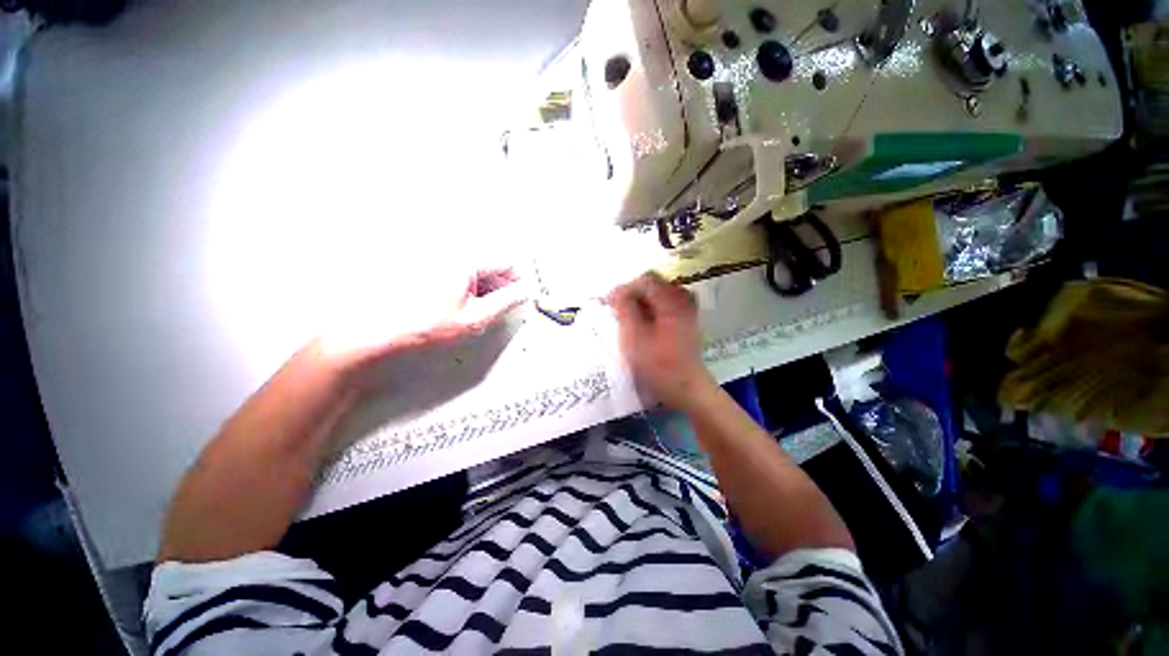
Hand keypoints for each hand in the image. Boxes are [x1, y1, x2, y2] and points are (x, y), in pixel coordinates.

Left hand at [317, 267, 527, 376]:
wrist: (378, 331)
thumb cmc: (422, 324)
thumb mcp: (475, 317)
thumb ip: (506, 302)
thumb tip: (523, 293)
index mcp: (466, 259)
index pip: (507, 262)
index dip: (519, 280)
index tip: (521, 295)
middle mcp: (451, 251)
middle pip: (491, 262)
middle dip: (502, 283)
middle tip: (503, 304)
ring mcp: (437, 258)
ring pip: (475, 267)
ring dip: (485, 285)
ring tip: (480, 307)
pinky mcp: (427, 266)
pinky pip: (458, 271)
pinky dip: (467, 285)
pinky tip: (462, 302)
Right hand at [610, 272, 714, 407]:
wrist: (687, 388)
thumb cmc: (659, 366)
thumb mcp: (635, 339)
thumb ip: (624, 311)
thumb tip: (614, 292)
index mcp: (672, 301)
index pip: (645, 280)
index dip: (624, 288)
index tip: (609, 303)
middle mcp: (683, 299)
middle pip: (653, 284)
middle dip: (632, 295)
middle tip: (616, 311)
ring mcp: (687, 309)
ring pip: (657, 295)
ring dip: (639, 303)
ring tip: (626, 318)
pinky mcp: (686, 319)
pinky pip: (664, 305)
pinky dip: (649, 310)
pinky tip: (640, 325)